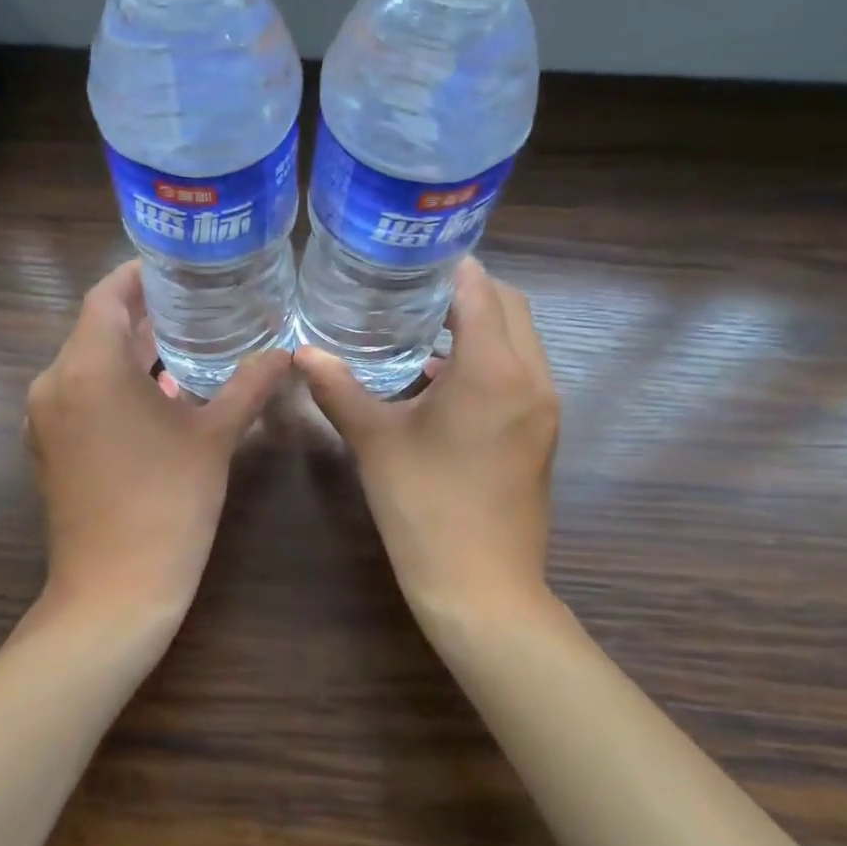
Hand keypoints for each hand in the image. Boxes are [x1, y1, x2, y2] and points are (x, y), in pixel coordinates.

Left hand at [23, 260, 290, 639]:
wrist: (114, 592)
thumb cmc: (167, 505)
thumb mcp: (214, 439)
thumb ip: (248, 386)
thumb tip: (284, 352)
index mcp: (88, 368)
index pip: (107, 296)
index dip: (139, 275)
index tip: (177, 266)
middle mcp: (54, 383)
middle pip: (96, 329)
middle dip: (143, 314)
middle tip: (195, 303)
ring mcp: (45, 419)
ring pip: (87, 364)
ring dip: (130, 352)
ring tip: (184, 345)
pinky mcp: (48, 448)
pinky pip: (80, 397)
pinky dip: (114, 385)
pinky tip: (159, 396)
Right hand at [295, 259, 560, 626]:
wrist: (482, 588)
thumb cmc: (425, 507)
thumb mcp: (375, 442)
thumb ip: (339, 389)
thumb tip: (302, 354)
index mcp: (492, 370)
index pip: (480, 292)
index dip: (451, 268)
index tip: (414, 256)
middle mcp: (531, 379)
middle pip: (511, 309)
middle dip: (469, 291)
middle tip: (415, 288)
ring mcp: (544, 409)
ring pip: (521, 342)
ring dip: (481, 326)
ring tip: (424, 326)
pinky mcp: (542, 434)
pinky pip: (520, 374)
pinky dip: (489, 360)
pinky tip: (439, 381)